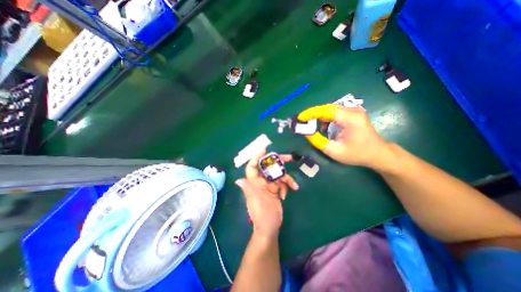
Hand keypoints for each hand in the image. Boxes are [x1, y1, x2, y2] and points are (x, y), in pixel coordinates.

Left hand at [235, 150, 296, 237]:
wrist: (270, 227)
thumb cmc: (261, 213)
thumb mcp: (255, 200)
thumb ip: (249, 189)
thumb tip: (238, 180)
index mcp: (254, 182)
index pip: (252, 167)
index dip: (256, 157)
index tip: (264, 149)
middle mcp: (261, 182)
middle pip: (268, 167)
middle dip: (278, 162)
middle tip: (289, 158)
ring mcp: (269, 186)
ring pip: (278, 175)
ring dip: (287, 179)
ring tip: (293, 186)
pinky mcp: (276, 190)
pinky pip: (282, 183)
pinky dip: (286, 187)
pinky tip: (286, 195)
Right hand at [297, 103, 390, 168]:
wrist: (377, 153)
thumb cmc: (357, 154)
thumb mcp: (334, 151)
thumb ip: (318, 141)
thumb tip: (305, 132)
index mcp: (350, 118)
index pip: (326, 110)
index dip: (311, 113)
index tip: (299, 117)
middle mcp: (352, 110)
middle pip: (327, 108)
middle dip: (313, 114)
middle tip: (302, 122)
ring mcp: (353, 110)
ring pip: (330, 109)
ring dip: (318, 116)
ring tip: (309, 125)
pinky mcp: (352, 113)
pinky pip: (334, 112)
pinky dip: (325, 118)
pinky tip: (322, 126)